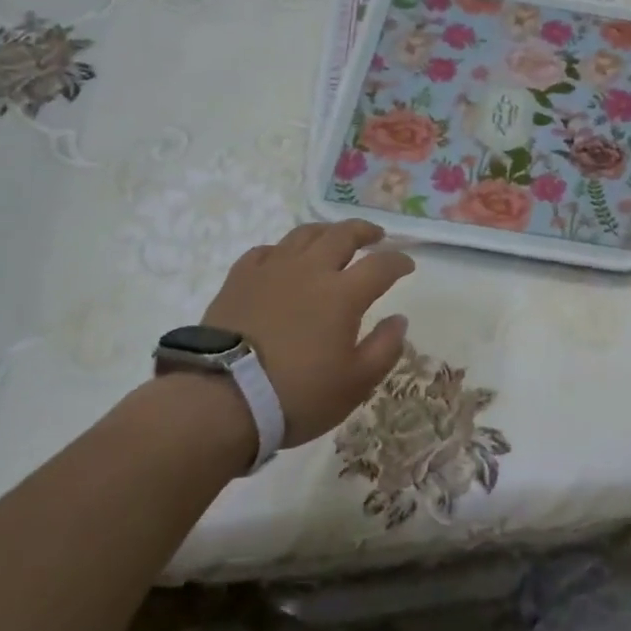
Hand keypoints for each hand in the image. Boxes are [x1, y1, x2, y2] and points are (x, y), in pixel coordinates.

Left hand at [202, 219, 413, 447]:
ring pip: (303, 235)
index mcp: (343, 294)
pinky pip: (266, 251)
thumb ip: (384, 348)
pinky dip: (283, 250)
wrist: (223, 400)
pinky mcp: (239, 279)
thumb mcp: (355, 383)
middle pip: (342, 235)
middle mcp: (310, 270)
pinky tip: (284, 260)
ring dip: (326, 232)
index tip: (407, 265)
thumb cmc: (297, 395)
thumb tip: (399, 320)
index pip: (380, 265)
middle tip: (376, 236)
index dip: (398, 262)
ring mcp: (271, 270)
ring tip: (333, 238)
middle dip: (364, 231)